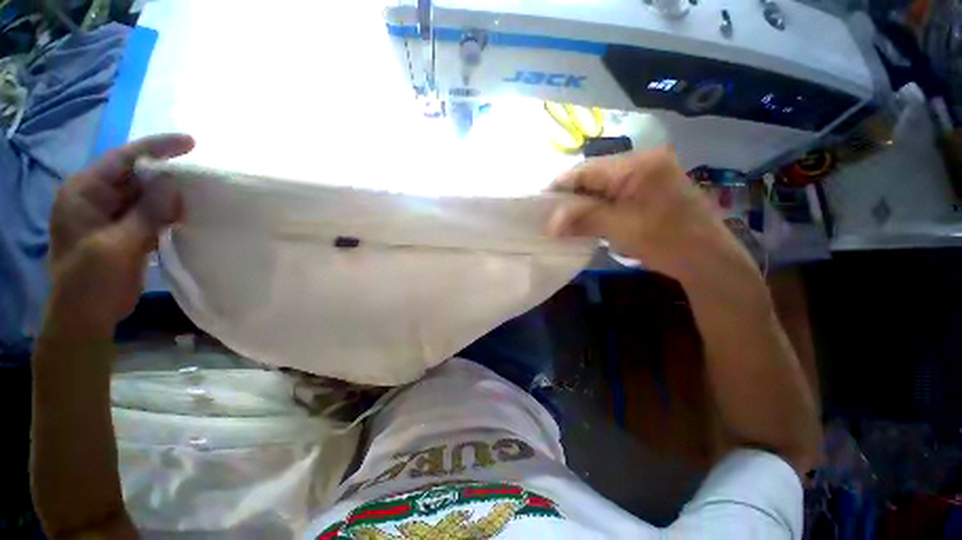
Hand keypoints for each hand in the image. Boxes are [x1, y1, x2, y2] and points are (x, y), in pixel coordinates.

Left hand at [47, 134, 194, 335]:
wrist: (86, 316)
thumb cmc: (89, 280)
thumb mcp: (115, 245)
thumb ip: (145, 214)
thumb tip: (175, 185)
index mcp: (84, 192)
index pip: (123, 159)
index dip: (156, 148)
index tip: (190, 143)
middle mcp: (97, 198)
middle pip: (136, 176)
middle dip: (167, 173)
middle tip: (201, 173)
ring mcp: (112, 216)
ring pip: (146, 196)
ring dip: (170, 194)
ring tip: (200, 191)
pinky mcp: (126, 232)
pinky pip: (150, 214)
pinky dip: (169, 212)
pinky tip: (187, 213)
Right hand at [547, 147, 756, 284]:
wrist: (708, 260)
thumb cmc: (667, 241)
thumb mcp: (620, 229)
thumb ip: (583, 219)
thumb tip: (548, 224)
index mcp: (637, 165)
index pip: (586, 170)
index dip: (560, 187)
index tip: (540, 205)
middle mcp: (642, 161)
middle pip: (593, 176)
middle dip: (571, 197)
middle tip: (551, 217)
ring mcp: (647, 174)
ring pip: (601, 186)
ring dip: (583, 203)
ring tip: (565, 220)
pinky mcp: (648, 188)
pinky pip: (613, 193)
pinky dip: (597, 207)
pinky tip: (587, 220)